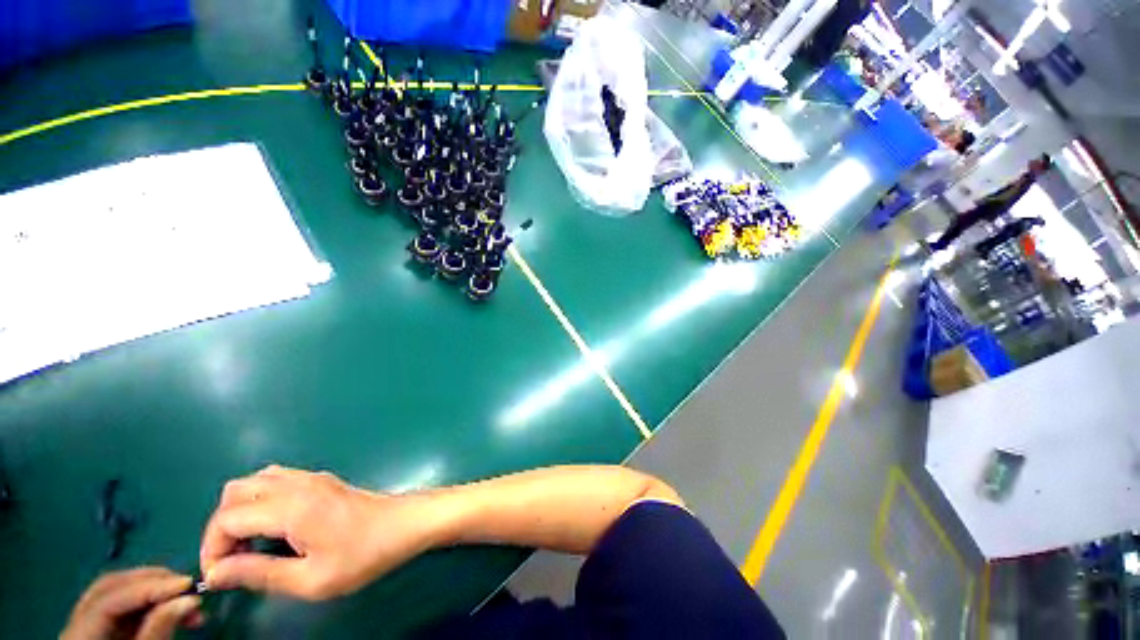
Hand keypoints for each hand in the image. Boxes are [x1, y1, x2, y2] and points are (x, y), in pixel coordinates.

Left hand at [61, 567, 199, 639]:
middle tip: (188, 587)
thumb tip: (189, 598)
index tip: (188, 584)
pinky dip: (150, 602)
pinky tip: (171, 608)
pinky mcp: (102, 629)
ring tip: (185, 600)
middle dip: (152, 582)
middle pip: (111, 588)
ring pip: (118, 593)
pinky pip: (124, 607)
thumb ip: (158, 631)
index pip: (110, 599)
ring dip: (154, 590)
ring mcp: (86, 626)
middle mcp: (75, 624)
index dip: (149, 588)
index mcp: (78, 637)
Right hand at [200, 465, 447, 600]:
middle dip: (221, 526)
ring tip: (249, 545)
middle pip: (235, 491)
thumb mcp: (311, 579)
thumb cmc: (363, 555)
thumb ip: (259, 574)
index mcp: (291, 507)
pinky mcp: (322, 480)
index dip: (211, 548)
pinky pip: (277, 479)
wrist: (404, 524)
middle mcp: (297, 484)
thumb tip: (216, 573)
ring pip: (255, 480)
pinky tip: (272, 527)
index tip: (219, 577)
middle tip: (232, 560)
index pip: (227, 518)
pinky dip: (260, 500)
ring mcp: (312, 477)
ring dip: (240, 510)